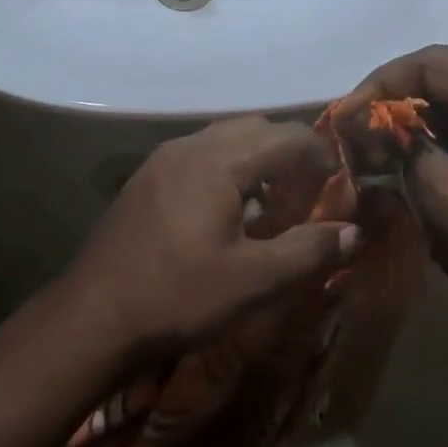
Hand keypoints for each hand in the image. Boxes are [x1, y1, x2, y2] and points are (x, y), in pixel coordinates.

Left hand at [57, 117, 359, 366]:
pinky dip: (228, 170)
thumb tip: (355, 232)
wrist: (92, 317)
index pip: (287, 135)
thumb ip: (309, 251)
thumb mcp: (253, 281)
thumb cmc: (177, 297)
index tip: (338, 188)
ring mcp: (161, 160)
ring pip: (225, 140)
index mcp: (218, 161)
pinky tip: (228, 213)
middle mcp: (188, 147)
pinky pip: (199, 156)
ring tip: (272, 204)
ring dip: (257, 161)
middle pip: (255, 129)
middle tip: (307, 196)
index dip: (321, 156)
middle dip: (289, 154)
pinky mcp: (146, 179)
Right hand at [348, 46, 447, 339]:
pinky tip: (430, 146)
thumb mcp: (443, 202)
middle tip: (364, 124)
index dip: (382, 82)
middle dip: (402, 92)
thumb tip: (378, 125)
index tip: (348, 114)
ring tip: (390, 136)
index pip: (434, 63)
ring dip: (428, 106)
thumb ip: (405, 148)